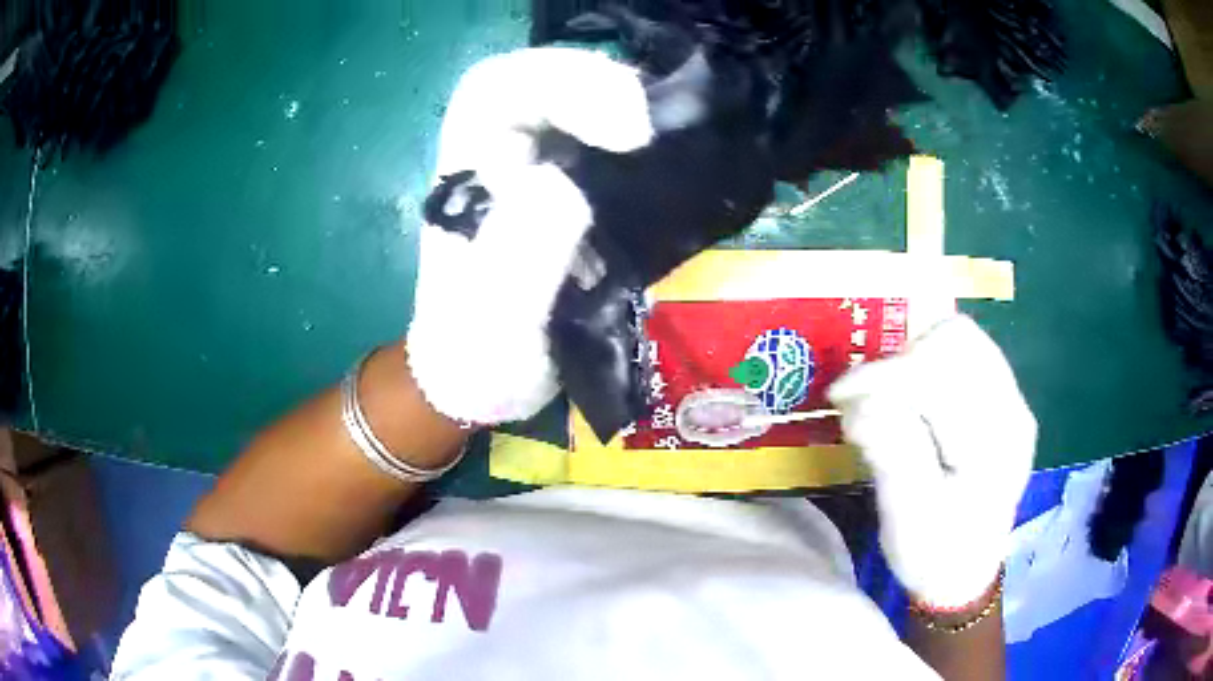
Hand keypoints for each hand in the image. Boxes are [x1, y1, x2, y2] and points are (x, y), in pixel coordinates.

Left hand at [406, 48, 653, 423]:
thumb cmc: (477, 356)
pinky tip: (673, 163)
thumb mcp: (493, 321)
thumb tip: (569, 185)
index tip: (624, 132)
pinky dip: (646, 145)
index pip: (497, 88)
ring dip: (630, 108)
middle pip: (545, 81)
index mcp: (466, 173)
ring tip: (674, 139)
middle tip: (655, 129)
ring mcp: (540, 168)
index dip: (559, 84)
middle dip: (601, 86)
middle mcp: (499, 156)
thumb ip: (520, 255)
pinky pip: (610, 146)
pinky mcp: (574, 192)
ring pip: (582, 104)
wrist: (485, 383)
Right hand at [828, 315, 1036, 607]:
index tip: (841, 397)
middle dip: (903, 359)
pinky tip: (914, 399)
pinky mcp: (1003, 401)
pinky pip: (967, 355)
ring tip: (889, 396)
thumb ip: (892, 454)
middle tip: (870, 396)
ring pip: (963, 339)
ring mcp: (1012, 401)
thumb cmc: (935, 555)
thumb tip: (860, 400)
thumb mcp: (907, 517)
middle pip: (959, 339)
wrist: (966, 575)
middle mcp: (1013, 409)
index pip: (942, 375)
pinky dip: (930, 364)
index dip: (885, 376)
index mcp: (994, 443)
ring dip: (916, 357)